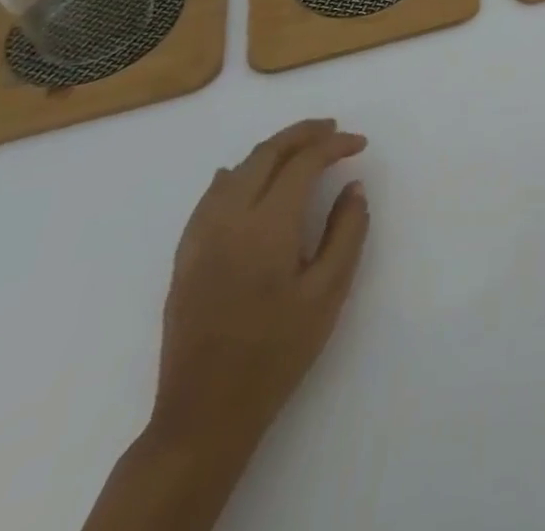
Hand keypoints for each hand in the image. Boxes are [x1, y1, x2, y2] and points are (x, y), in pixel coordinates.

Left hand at [151, 119, 370, 451]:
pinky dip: (235, 175)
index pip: (303, 163)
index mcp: (267, 227)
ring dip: (270, 150)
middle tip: (333, 130)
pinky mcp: (184, 259)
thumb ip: (347, 231)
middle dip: (302, 135)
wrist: (205, 415)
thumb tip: (352, 186)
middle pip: (265, 155)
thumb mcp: (329, 292)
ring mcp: (200, 239)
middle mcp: (228, 221)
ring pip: (236, 171)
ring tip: (300, 147)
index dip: (334, 145)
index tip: (360, 144)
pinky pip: (209, 198)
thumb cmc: (277, 352)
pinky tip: (241, 176)